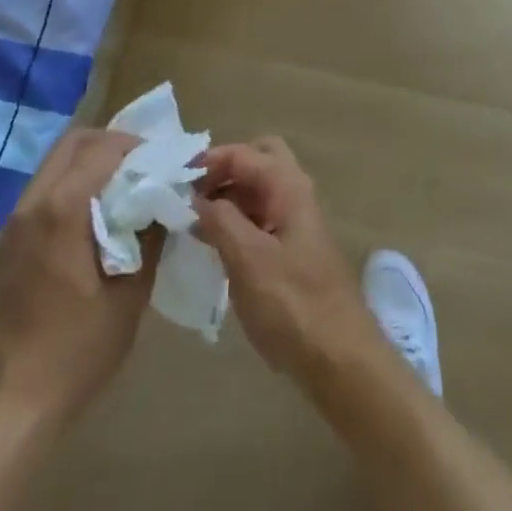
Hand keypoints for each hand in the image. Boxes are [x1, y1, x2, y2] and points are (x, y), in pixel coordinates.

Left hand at [0, 128, 161, 428]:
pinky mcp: (3, 244)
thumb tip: (164, 197)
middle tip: (138, 166)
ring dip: (87, 164)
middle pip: (72, 143)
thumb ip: (150, 232)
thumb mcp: (133, 289)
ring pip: (53, 164)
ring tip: (116, 190)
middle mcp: (32, 204)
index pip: (103, 148)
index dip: (135, 146)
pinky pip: (40, 193)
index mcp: (62, 209)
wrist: (17, 405)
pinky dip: (67, 187)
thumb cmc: (81, 346)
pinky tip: (87, 220)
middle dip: (109, 144)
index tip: (159, 161)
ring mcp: (12, 223)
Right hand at [192, 137, 385, 388]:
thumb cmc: (292, 305)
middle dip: (223, 170)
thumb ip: (220, 221)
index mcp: (288, 186)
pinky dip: (237, 220)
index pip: (244, 153)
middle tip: (191, 196)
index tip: (173, 181)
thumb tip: (195, 197)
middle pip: (258, 160)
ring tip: (191, 222)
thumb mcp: (248, 260)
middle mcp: (295, 193)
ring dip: (228, 196)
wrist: (338, 356)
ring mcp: (296, 221)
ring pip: (259, 189)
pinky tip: (213, 245)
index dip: (208, 160)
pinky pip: (261, 217)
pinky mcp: (293, 248)